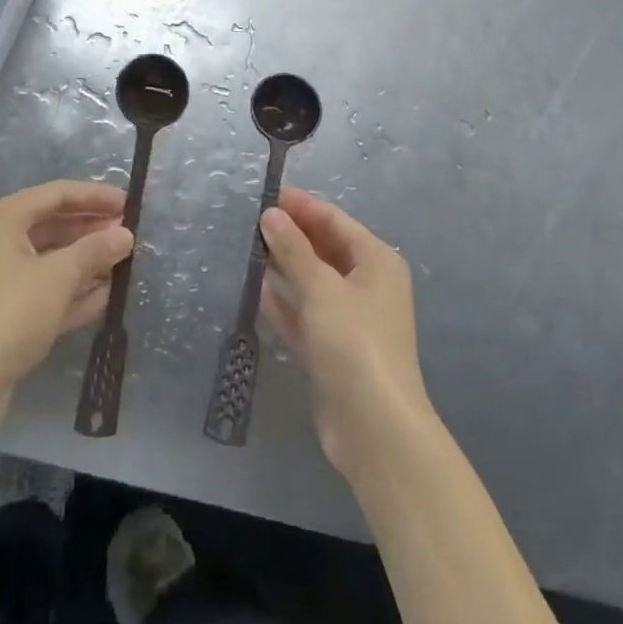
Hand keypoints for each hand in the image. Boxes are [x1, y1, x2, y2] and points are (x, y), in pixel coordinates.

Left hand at [0, 180, 132, 423]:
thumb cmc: (9, 313)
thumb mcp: (58, 276)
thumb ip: (95, 251)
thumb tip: (125, 234)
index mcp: (5, 218)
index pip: (58, 194)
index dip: (95, 196)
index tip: (129, 204)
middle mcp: (0, 240)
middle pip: (55, 225)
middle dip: (92, 229)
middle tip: (129, 233)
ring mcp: (2, 278)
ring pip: (52, 259)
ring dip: (87, 261)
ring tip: (125, 262)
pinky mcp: (7, 313)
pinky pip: (47, 290)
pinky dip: (74, 290)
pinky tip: (107, 295)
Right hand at [258, 186, 433, 479]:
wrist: (375, 430)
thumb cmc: (354, 342)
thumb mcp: (321, 287)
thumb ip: (293, 249)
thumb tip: (270, 214)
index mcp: (376, 261)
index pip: (335, 221)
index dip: (302, 206)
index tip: (266, 194)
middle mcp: (367, 286)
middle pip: (324, 249)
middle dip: (291, 235)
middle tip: (250, 221)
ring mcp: (350, 321)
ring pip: (312, 283)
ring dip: (284, 268)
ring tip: (246, 249)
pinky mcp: (332, 352)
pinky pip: (305, 316)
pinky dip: (284, 304)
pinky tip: (255, 292)